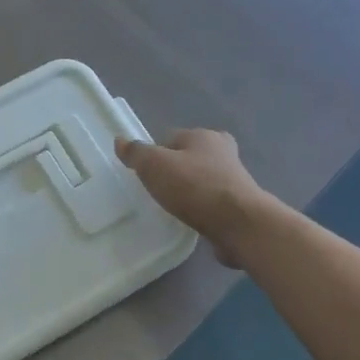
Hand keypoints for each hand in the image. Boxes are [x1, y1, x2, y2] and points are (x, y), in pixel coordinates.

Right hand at [115, 128, 268, 266]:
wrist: (238, 223)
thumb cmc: (194, 187)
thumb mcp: (154, 165)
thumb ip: (136, 153)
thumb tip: (120, 140)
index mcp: (203, 136)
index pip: (171, 138)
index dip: (155, 154)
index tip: (144, 174)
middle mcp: (223, 151)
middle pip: (189, 157)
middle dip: (174, 171)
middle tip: (157, 190)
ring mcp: (234, 178)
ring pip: (202, 179)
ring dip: (189, 190)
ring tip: (173, 207)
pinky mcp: (239, 203)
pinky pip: (211, 201)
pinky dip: (201, 207)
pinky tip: (191, 219)